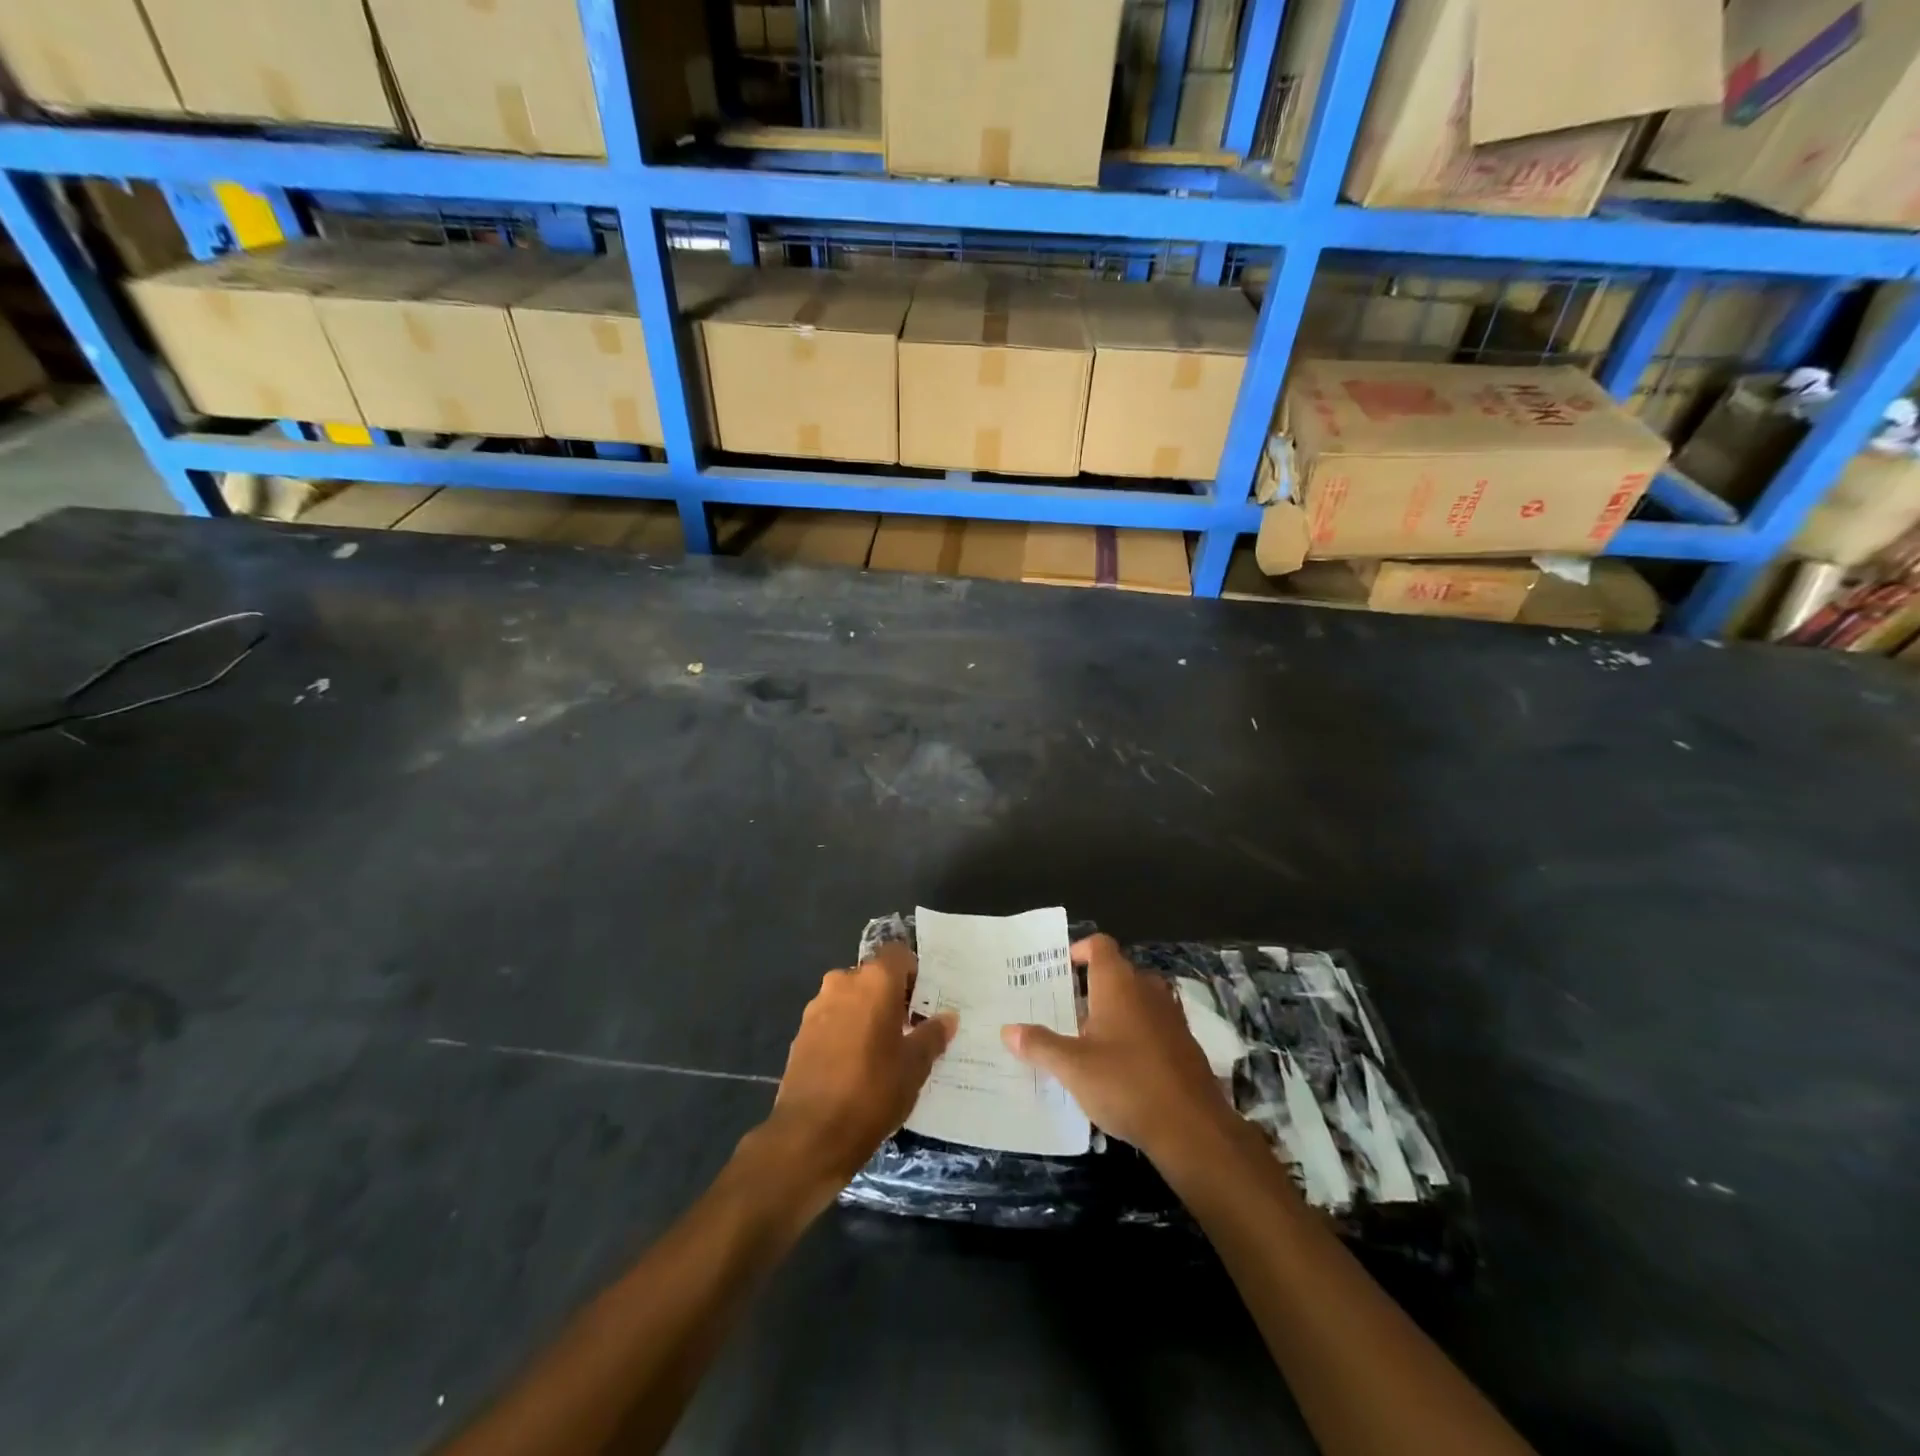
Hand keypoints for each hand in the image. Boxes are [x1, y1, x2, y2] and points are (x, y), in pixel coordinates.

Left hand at [748, 942, 956, 1210]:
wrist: (810, 1135)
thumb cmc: (872, 1091)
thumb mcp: (914, 1066)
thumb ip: (932, 1035)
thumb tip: (947, 1017)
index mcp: (874, 980)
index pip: (899, 954)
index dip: (914, 973)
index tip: (925, 1001)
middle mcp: (842, 982)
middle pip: (874, 976)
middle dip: (891, 997)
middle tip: (909, 1028)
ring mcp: (817, 1007)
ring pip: (851, 999)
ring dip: (867, 1014)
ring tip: (884, 1050)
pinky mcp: (801, 1034)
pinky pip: (833, 1020)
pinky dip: (846, 1032)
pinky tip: (857, 1065)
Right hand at [1002, 934, 1241, 1167]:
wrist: (1193, 1128)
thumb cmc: (1126, 1084)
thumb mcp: (1073, 1067)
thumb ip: (1040, 1045)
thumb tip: (1007, 1030)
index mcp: (1118, 983)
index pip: (1099, 945)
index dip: (1078, 951)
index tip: (1057, 971)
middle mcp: (1147, 990)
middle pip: (1115, 972)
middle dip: (1089, 987)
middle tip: (1061, 1009)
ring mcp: (1170, 1016)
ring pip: (1135, 1000)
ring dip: (1112, 1012)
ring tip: (1084, 1038)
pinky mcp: (1184, 1044)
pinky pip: (1151, 1025)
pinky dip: (1132, 1033)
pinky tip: (1116, 1066)